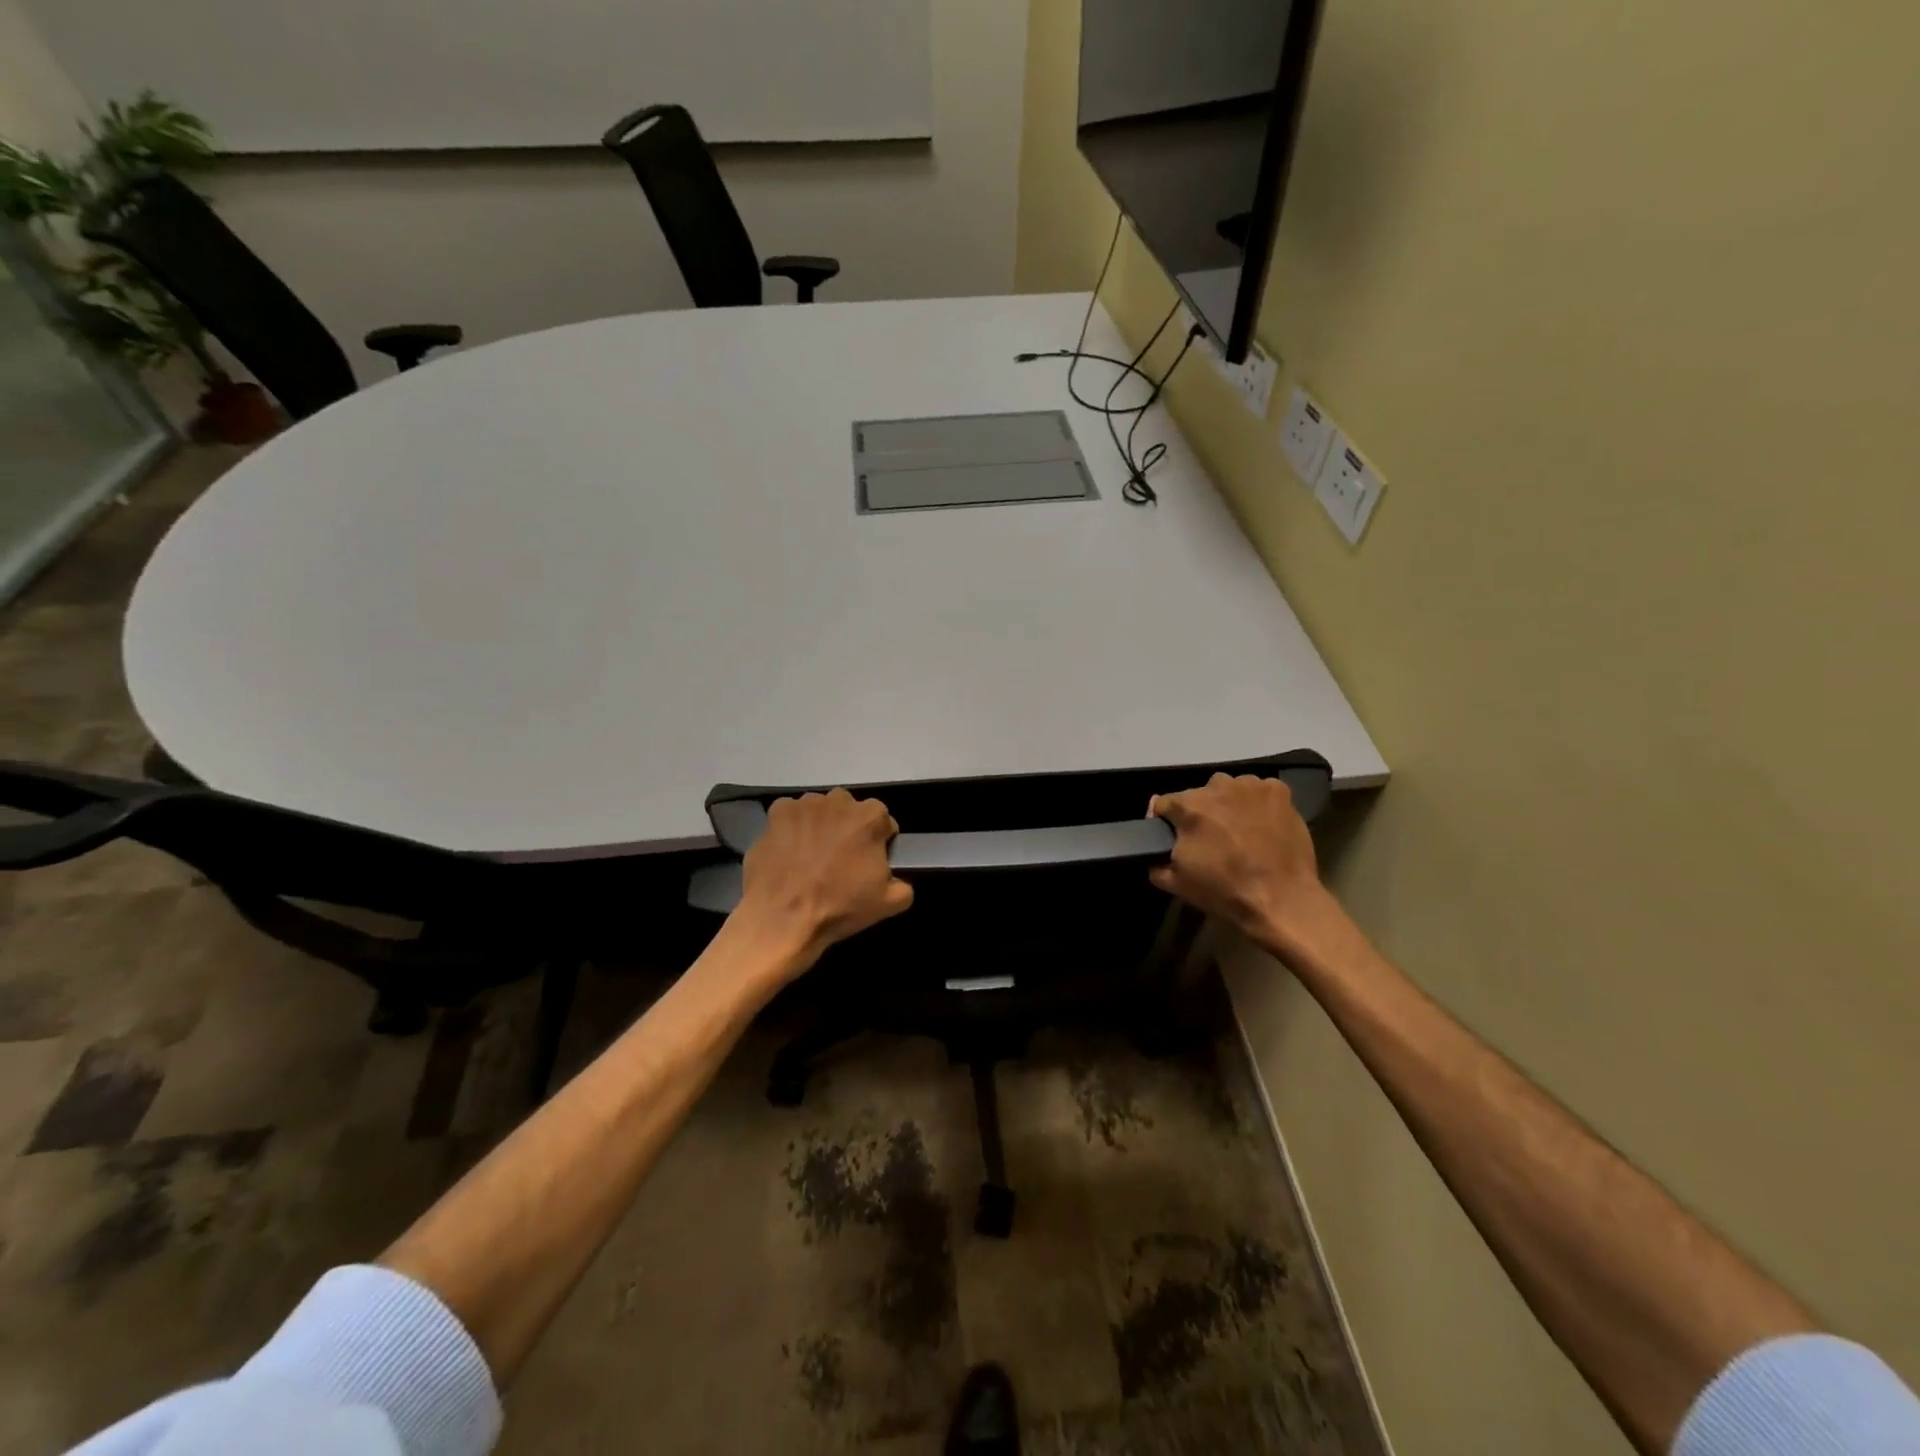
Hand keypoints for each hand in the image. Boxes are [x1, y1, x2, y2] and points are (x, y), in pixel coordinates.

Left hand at [735, 789, 913, 965]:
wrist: (783, 919)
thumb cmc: (839, 908)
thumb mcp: (889, 903)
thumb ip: (903, 883)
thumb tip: (897, 878)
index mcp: (870, 817)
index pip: (883, 821)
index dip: (879, 842)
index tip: (869, 861)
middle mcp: (839, 800)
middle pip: (850, 811)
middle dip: (848, 829)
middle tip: (840, 859)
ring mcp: (805, 804)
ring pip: (820, 810)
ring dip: (820, 826)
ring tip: (811, 857)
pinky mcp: (776, 812)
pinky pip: (790, 814)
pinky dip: (791, 828)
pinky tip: (789, 852)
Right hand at [1149, 774, 1345, 957]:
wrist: (1281, 900)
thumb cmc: (1224, 891)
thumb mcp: (1175, 883)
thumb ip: (1155, 861)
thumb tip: (1154, 849)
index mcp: (1189, 806)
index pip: (1164, 804)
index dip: (1165, 822)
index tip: (1174, 838)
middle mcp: (1217, 786)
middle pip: (1198, 795)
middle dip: (1199, 813)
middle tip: (1210, 839)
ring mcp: (1250, 786)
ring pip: (1228, 790)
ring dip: (1228, 805)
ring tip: (1239, 831)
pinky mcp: (1278, 791)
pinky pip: (1258, 791)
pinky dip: (1257, 804)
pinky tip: (1262, 825)